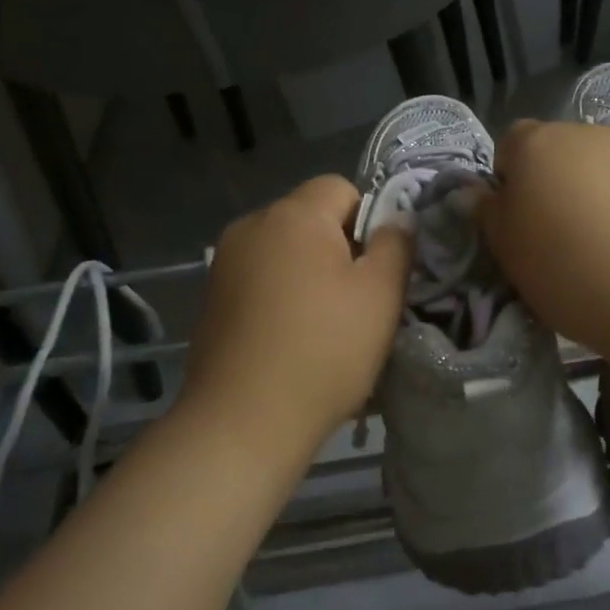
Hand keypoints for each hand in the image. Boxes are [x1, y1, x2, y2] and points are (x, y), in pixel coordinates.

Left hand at [183, 174, 411, 441]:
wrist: (242, 422)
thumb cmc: (323, 350)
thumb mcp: (380, 295)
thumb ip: (396, 244)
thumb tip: (397, 219)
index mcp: (293, 214)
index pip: (341, 187)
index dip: (369, 221)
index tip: (376, 269)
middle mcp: (252, 225)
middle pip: (310, 218)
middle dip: (339, 248)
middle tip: (357, 301)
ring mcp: (225, 262)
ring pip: (285, 250)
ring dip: (308, 273)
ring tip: (323, 326)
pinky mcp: (212, 298)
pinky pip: (260, 278)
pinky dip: (280, 296)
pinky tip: (288, 339)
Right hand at [478, 120, 609, 387]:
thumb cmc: (570, 269)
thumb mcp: (509, 252)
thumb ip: (488, 215)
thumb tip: (473, 192)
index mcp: (535, 143)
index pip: (507, 145)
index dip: (507, 182)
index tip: (517, 224)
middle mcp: (583, 132)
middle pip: (554, 152)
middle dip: (548, 184)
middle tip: (554, 237)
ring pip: (594, 167)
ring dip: (588, 194)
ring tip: (599, 245)